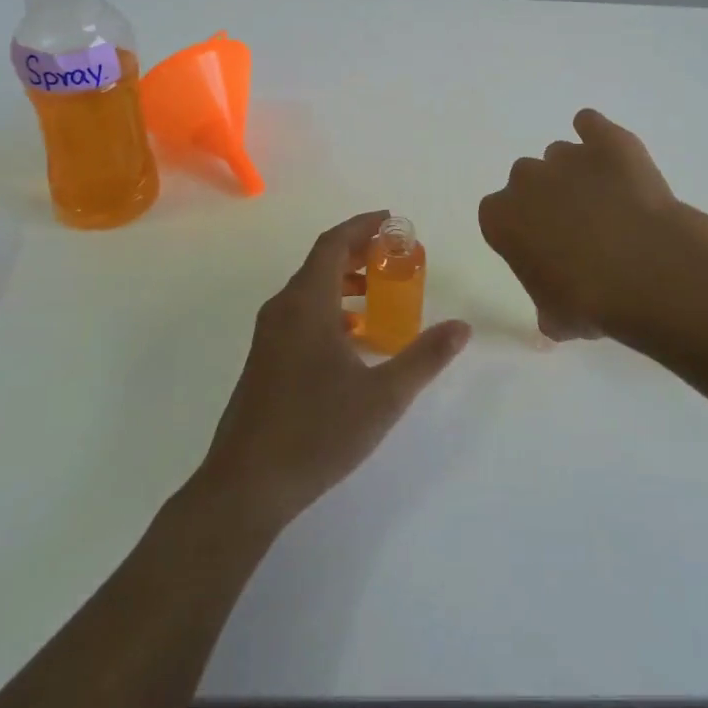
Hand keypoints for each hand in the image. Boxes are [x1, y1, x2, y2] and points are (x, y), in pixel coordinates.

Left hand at [199, 211, 470, 529]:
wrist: (246, 485)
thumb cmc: (316, 432)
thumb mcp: (383, 396)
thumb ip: (424, 357)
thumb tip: (461, 327)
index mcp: (306, 304)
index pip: (333, 244)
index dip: (362, 226)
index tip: (393, 221)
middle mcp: (282, 310)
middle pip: (320, 263)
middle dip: (358, 253)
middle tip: (396, 256)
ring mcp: (269, 336)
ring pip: (309, 291)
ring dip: (345, 282)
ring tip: (382, 294)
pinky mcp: (265, 360)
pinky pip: (301, 315)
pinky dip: (331, 309)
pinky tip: (355, 339)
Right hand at [478, 109, 682, 340]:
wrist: (650, 272)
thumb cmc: (591, 302)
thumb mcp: (556, 318)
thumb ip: (546, 306)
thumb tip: (556, 313)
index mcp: (501, 218)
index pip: (498, 216)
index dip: (522, 231)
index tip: (543, 250)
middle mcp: (525, 179)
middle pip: (527, 180)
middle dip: (547, 199)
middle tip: (578, 229)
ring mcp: (567, 155)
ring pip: (562, 156)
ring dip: (576, 174)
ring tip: (608, 203)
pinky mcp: (608, 140)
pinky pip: (592, 124)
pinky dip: (598, 136)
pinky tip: (614, 158)